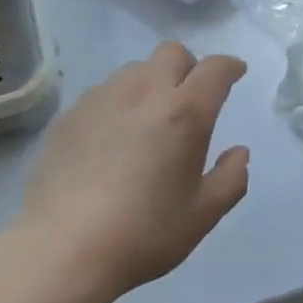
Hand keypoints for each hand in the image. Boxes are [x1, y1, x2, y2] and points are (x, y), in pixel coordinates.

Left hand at [20, 42, 250, 299]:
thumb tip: (239, 153)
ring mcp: (103, 98)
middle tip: (190, 98)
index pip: (214, 69)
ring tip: (148, 119)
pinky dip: (118, 102)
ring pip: (135, 69)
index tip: (235, 73)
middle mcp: (144, 92)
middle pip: (172, 53)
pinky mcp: (71, 113)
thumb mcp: (202, 215)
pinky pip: (104, 91)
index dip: (229, 66)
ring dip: (151, 82)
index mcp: (184, 113)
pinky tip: (111, 138)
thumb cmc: (143, 234)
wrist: (63, 249)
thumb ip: (230, 178)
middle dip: (188, 67)